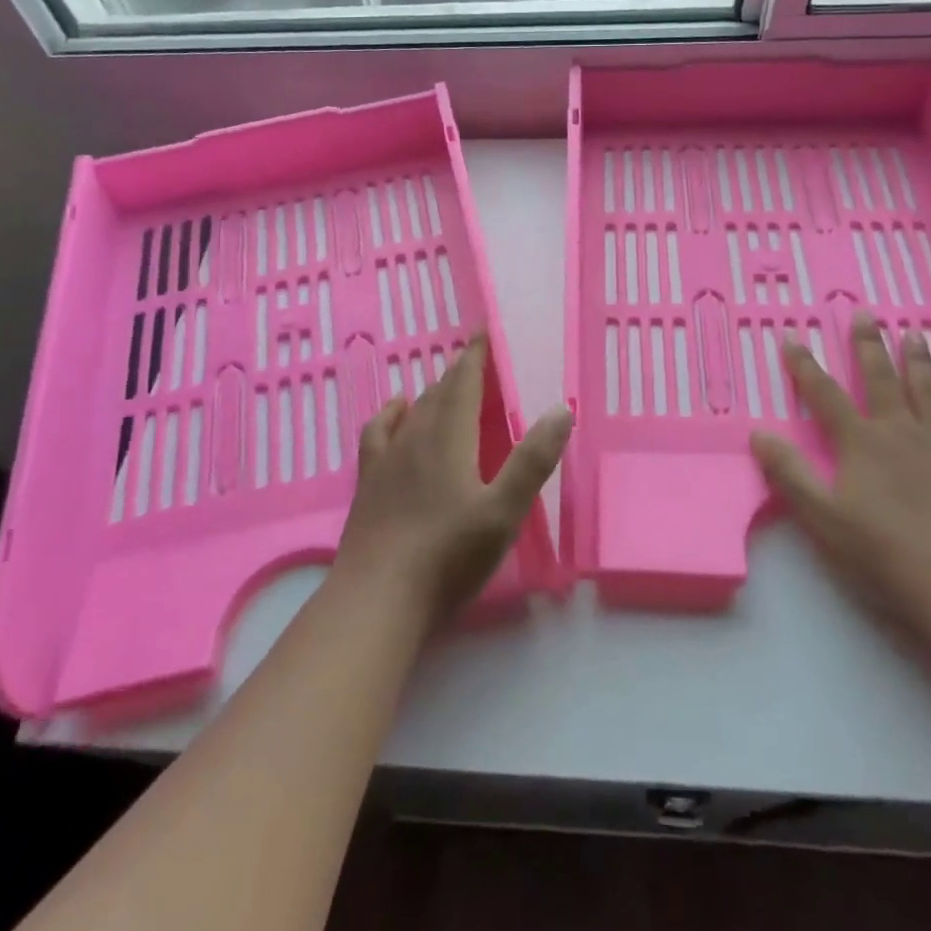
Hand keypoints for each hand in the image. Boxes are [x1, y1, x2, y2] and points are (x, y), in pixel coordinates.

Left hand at [334, 336, 570, 626]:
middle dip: (458, 374)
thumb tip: (561, 409)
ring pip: (412, 412)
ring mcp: (388, 460)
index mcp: (450, 439)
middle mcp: (416, 438)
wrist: (378, 597)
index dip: (475, 357)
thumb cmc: (448, 555)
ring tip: (443, 385)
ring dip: (431, 393)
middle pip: (439, 394)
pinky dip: (390, 415)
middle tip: (474, 362)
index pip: (464, 384)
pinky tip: (395, 412)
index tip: (482, 333)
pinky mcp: (369, 483)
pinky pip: (378, 432)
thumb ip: (532, 460)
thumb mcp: (503, 512)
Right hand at [748, 312, 930, 611]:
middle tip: (865, 314)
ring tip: (915, 335)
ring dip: (919, 362)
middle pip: (881, 379)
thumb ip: (789, 474)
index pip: (825, 395)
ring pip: (930, 391)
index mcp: (861, 442)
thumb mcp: (822, 518)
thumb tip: (758, 433)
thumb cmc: (886, 552)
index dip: (805, 367)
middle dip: (868, 345)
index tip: (792, 338)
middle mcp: (901, 431)